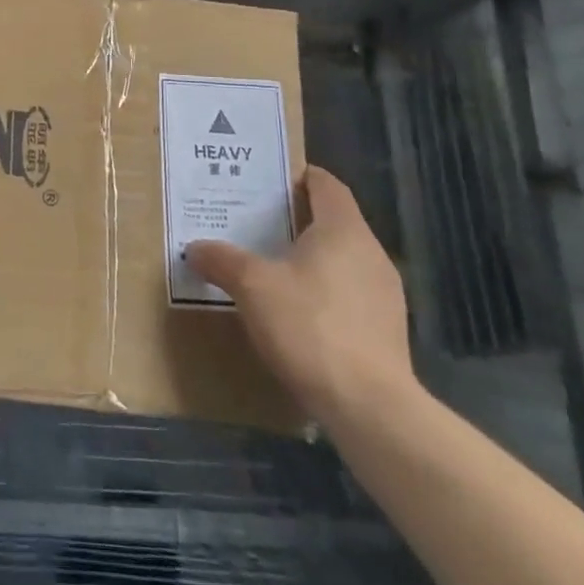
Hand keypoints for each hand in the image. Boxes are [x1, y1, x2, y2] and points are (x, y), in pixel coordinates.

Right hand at [186, 165, 412, 427]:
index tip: (270, 182)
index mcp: (343, 229)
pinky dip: (325, 293)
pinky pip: (351, 295)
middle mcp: (371, 253)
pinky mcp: (388, 331)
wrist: (369, 407)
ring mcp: (386, 294)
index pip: (327, 185)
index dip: (300, 177)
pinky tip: (298, 315)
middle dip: (297, 221)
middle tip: (256, 225)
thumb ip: (222, 260)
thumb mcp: (252, 287)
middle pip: (334, 222)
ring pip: (343, 261)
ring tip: (273, 270)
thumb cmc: (309, 326)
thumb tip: (195, 247)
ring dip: (312, 260)